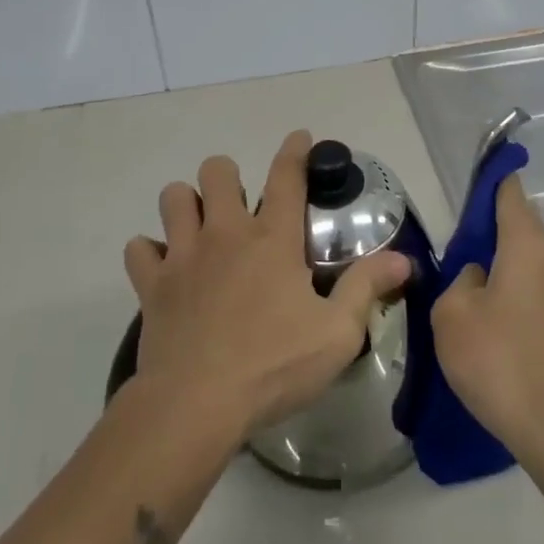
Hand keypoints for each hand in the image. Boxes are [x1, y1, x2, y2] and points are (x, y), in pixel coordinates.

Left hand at [123, 131, 411, 442]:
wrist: (195, 406)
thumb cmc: (273, 366)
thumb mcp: (337, 333)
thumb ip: (367, 287)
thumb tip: (404, 259)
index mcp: (273, 239)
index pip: (287, 177)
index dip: (294, 150)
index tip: (299, 137)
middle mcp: (226, 233)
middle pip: (217, 171)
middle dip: (227, 177)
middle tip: (239, 206)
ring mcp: (183, 255)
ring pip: (173, 197)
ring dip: (186, 204)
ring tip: (200, 227)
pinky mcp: (152, 284)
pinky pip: (140, 249)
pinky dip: (150, 252)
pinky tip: (164, 268)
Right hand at [431, 174, 543, 460]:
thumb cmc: (495, 357)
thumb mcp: (452, 312)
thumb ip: (460, 279)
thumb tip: (479, 277)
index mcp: (526, 244)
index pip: (510, 192)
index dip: (493, 178)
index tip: (477, 175)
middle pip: (522, 223)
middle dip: (492, 226)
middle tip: (458, 245)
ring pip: (529, 257)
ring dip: (503, 261)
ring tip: (469, 286)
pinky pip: (536, 286)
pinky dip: (514, 287)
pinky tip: (491, 317)